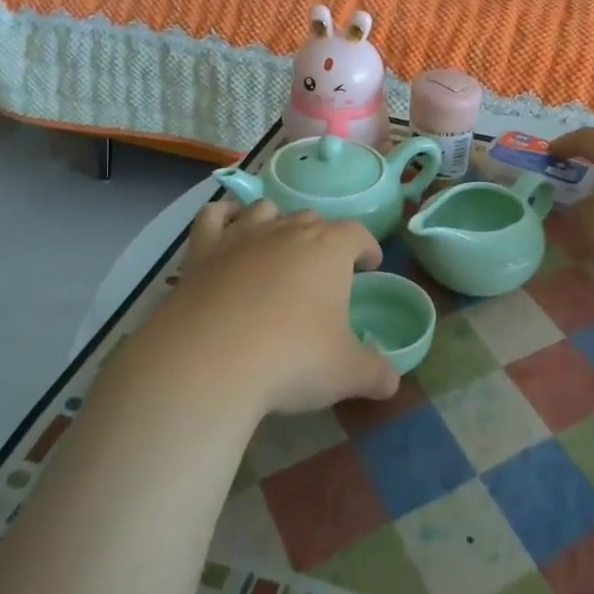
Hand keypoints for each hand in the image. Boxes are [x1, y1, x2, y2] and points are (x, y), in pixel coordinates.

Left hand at [140, 199, 399, 417]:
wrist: (210, 362)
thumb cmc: (292, 358)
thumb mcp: (347, 372)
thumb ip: (375, 373)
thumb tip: (392, 382)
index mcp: (329, 249)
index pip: (357, 233)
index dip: (367, 246)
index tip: (370, 264)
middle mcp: (286, 231)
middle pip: (311, 218)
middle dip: (323, 237)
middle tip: (325, 268)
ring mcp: (240, 238)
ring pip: (265, 211)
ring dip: (277, 222)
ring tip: (279, 246)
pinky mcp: (201, 253)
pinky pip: (212, 217)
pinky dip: (223, 216)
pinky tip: (227, 225)